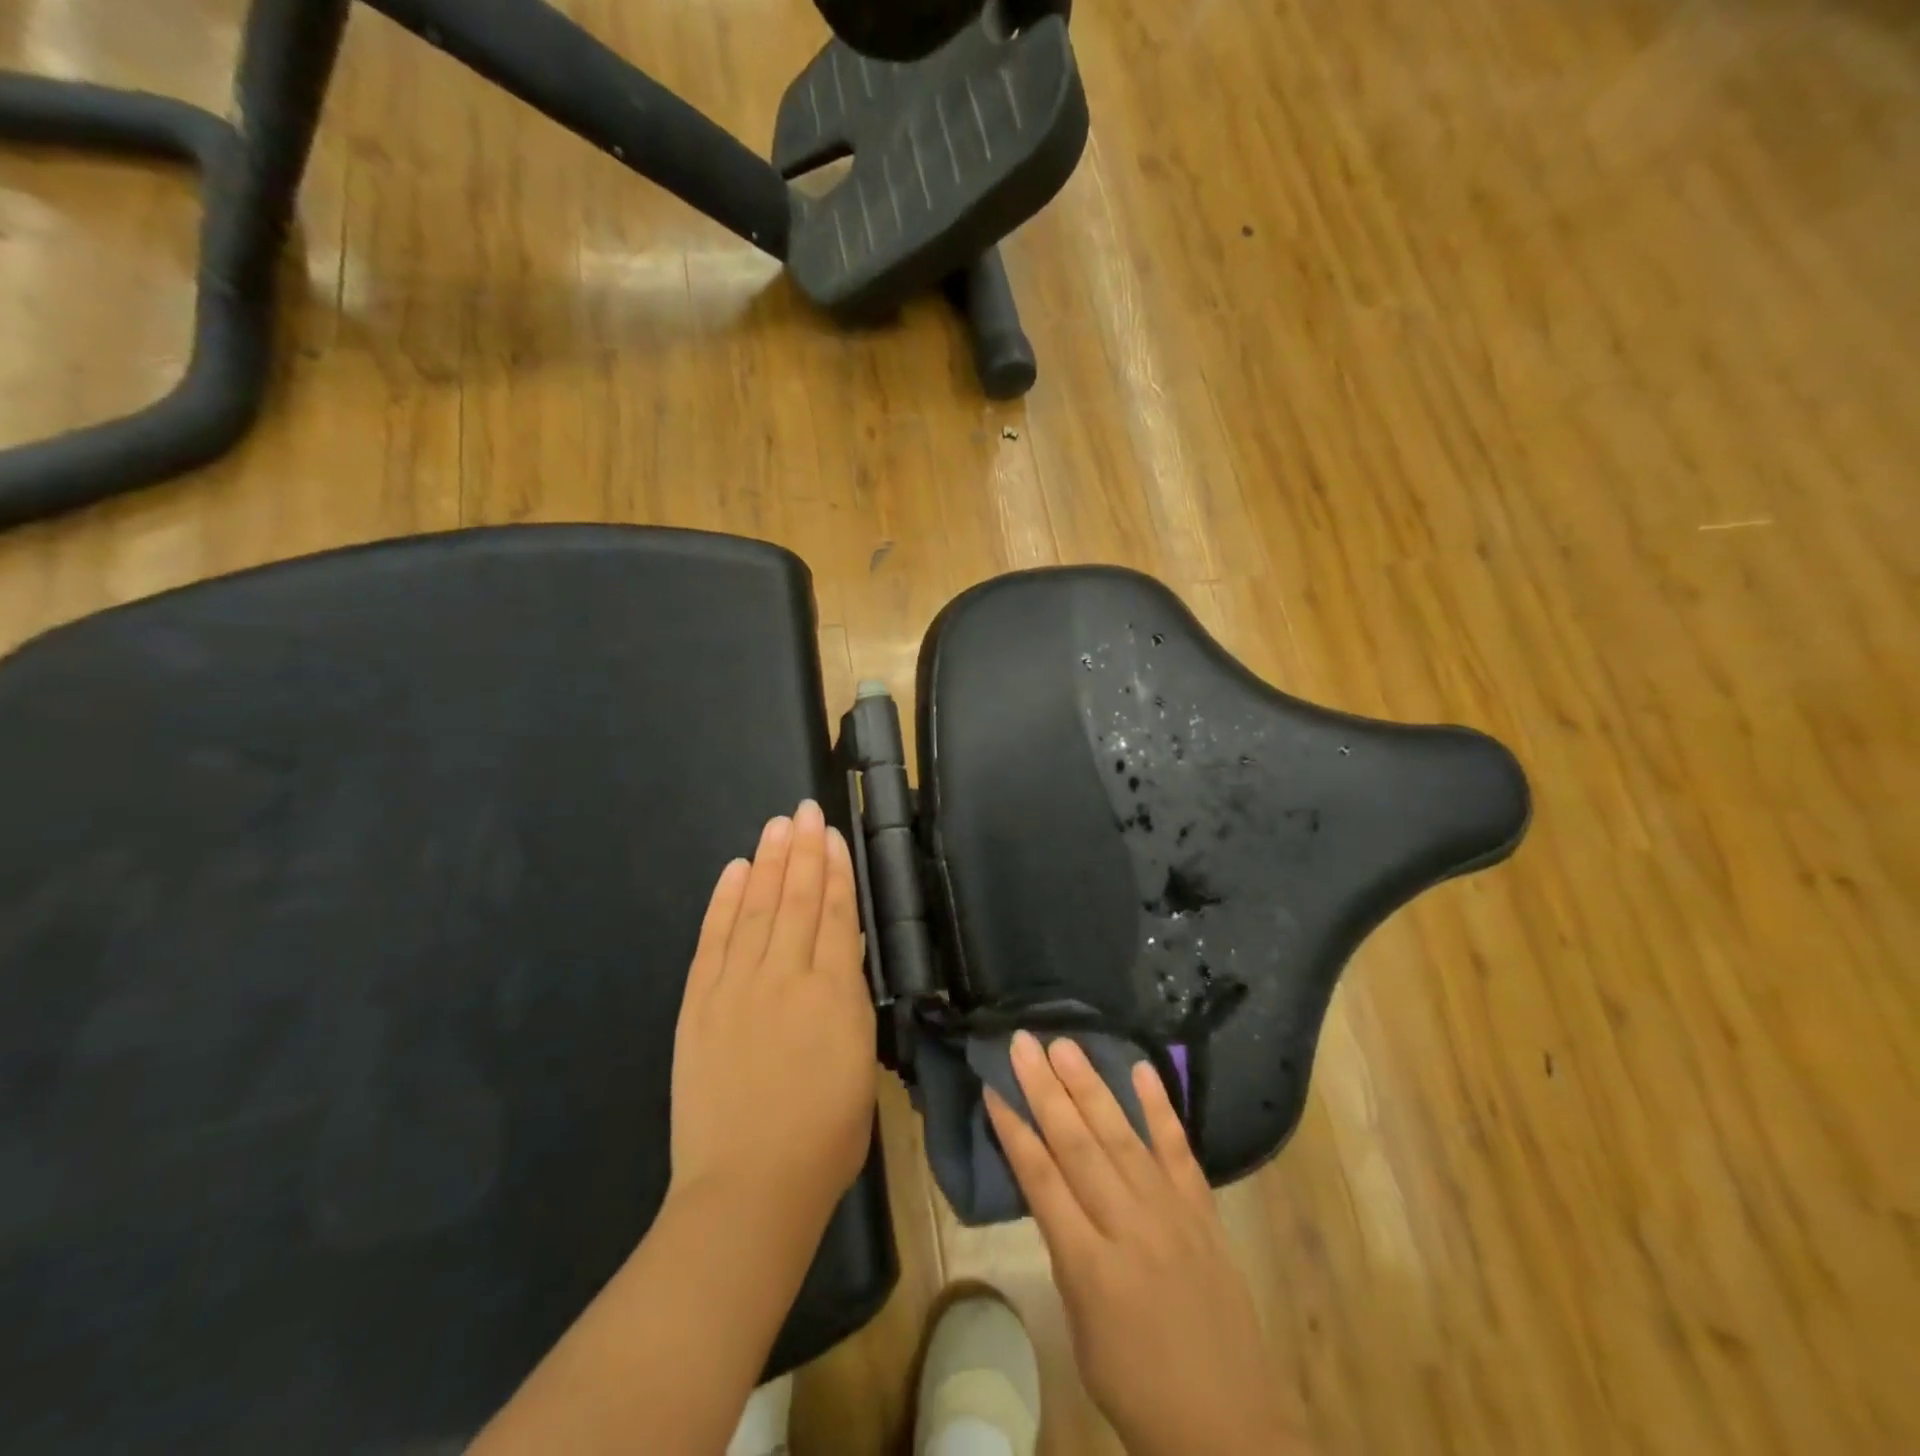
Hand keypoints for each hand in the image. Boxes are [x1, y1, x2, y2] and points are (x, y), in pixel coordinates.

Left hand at [669, 800, 876, 1232]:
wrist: (748, 1188)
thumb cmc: (825, 1136)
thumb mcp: (861, 1061)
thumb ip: (849, 998)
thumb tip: (842, 951)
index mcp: (833, 992)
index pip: (834, 914)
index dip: (834, 871)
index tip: (831, 835)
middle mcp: (785, 976)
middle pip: (795, 900)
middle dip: (802, 851)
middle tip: (803, 810)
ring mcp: (736, 987)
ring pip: (755, 909)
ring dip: (766, 863)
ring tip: (775, 827)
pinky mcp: (700, 1004)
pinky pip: (713, 940)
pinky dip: (724, 902)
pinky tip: (734, 872)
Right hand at [987, 1032, 1305, 1455]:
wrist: (1230, 1426)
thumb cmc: (1138, 1387)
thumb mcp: (1081, 1330)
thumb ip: (1067, 1253)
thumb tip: (1053, 1190)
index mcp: (1090, 1267)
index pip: (1042, 1182)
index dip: (1014, 1132)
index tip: (993, 1088)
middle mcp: (1129, 1228)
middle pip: (1078, 1145)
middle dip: (1046, 1090)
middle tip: (1024, 1042)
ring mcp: (1171, 1214)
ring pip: (1122, 1136)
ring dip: (1090, 1086)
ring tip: (1065, 1045)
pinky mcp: (1203, 1211)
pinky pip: (1178, 1150)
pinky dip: (1160, 1107)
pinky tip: (1140, 1069)